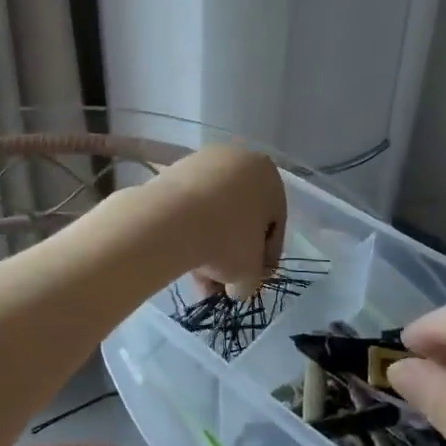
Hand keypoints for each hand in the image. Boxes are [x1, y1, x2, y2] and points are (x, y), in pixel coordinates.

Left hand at [142, 145, 285, 299]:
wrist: (171, 219)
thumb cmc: (227, 240)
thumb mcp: (251, 271)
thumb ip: (252, 278)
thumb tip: (238, 286)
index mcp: (268, 175)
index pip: (274, 223)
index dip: (264, 258)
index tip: (252, 281)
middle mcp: (239, 160)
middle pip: (241, 216)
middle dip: (233, 254)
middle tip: (222, 284)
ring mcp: (203, 162)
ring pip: (214, 212)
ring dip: (209, 245)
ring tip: (199, 279)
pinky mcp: (173, 170)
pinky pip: (190, 205)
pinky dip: (189, 229)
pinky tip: (182, 256)